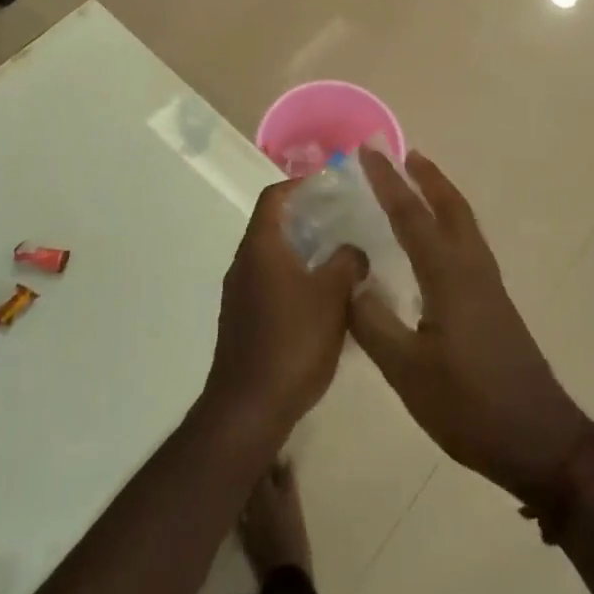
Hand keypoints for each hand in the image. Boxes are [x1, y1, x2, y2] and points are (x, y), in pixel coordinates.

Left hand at [205, 180, 365, 435]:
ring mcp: (241, 295)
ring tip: (342, 260)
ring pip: (275, 259)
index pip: (274, 197)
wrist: (249, 408)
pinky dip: (297, 280)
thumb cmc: (292, 342)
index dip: (300, 185)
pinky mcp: (244, 321)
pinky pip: (272, 285)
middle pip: (274, 226)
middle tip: (345, 222)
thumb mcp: (332, 296)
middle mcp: (244, 264)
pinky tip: (325, 301)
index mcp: (261, 247)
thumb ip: (347, 262)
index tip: (330, 186)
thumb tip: (353, 251)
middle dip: (308, 220)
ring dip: (305, 253)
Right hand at [347, 151, 589, 502]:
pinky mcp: (495, 304)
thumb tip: (350, 282)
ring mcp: (489, 286)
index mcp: (449, 276)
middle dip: (426, 177)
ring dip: (441, 197)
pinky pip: (468, 244)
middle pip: (450, 207)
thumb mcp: (407, 370)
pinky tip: (436, 244)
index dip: (387, 183)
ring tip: (419, 184)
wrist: (538, 440)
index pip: (411, 217)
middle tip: (404, 153)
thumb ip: (374, 323)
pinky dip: (449, 224)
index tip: (368, 152)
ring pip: (464, 224)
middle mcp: (472, 269)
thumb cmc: (469, 405)